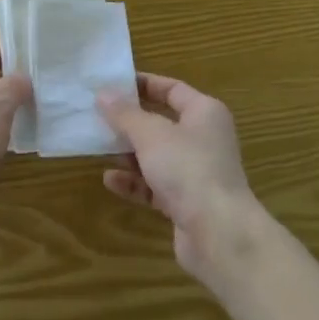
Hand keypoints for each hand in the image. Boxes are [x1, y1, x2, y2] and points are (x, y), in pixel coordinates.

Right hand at [97, 74, 266, 275]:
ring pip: (157, 156)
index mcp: (204, 113)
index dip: (143, 85)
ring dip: (129, 154)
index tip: (112, 85)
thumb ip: (124, 114)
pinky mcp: (187, 203)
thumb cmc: (188, 168)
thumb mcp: (150, 134)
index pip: (172, 89)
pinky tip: (110, 181)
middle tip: (98, 118)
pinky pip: (155, 186)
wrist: (219, 234)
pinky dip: (134, 182)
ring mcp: (196, 173)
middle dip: (130, 123)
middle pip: (162, 123)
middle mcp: (204, 139)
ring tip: (100, 149)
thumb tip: (103, 93)